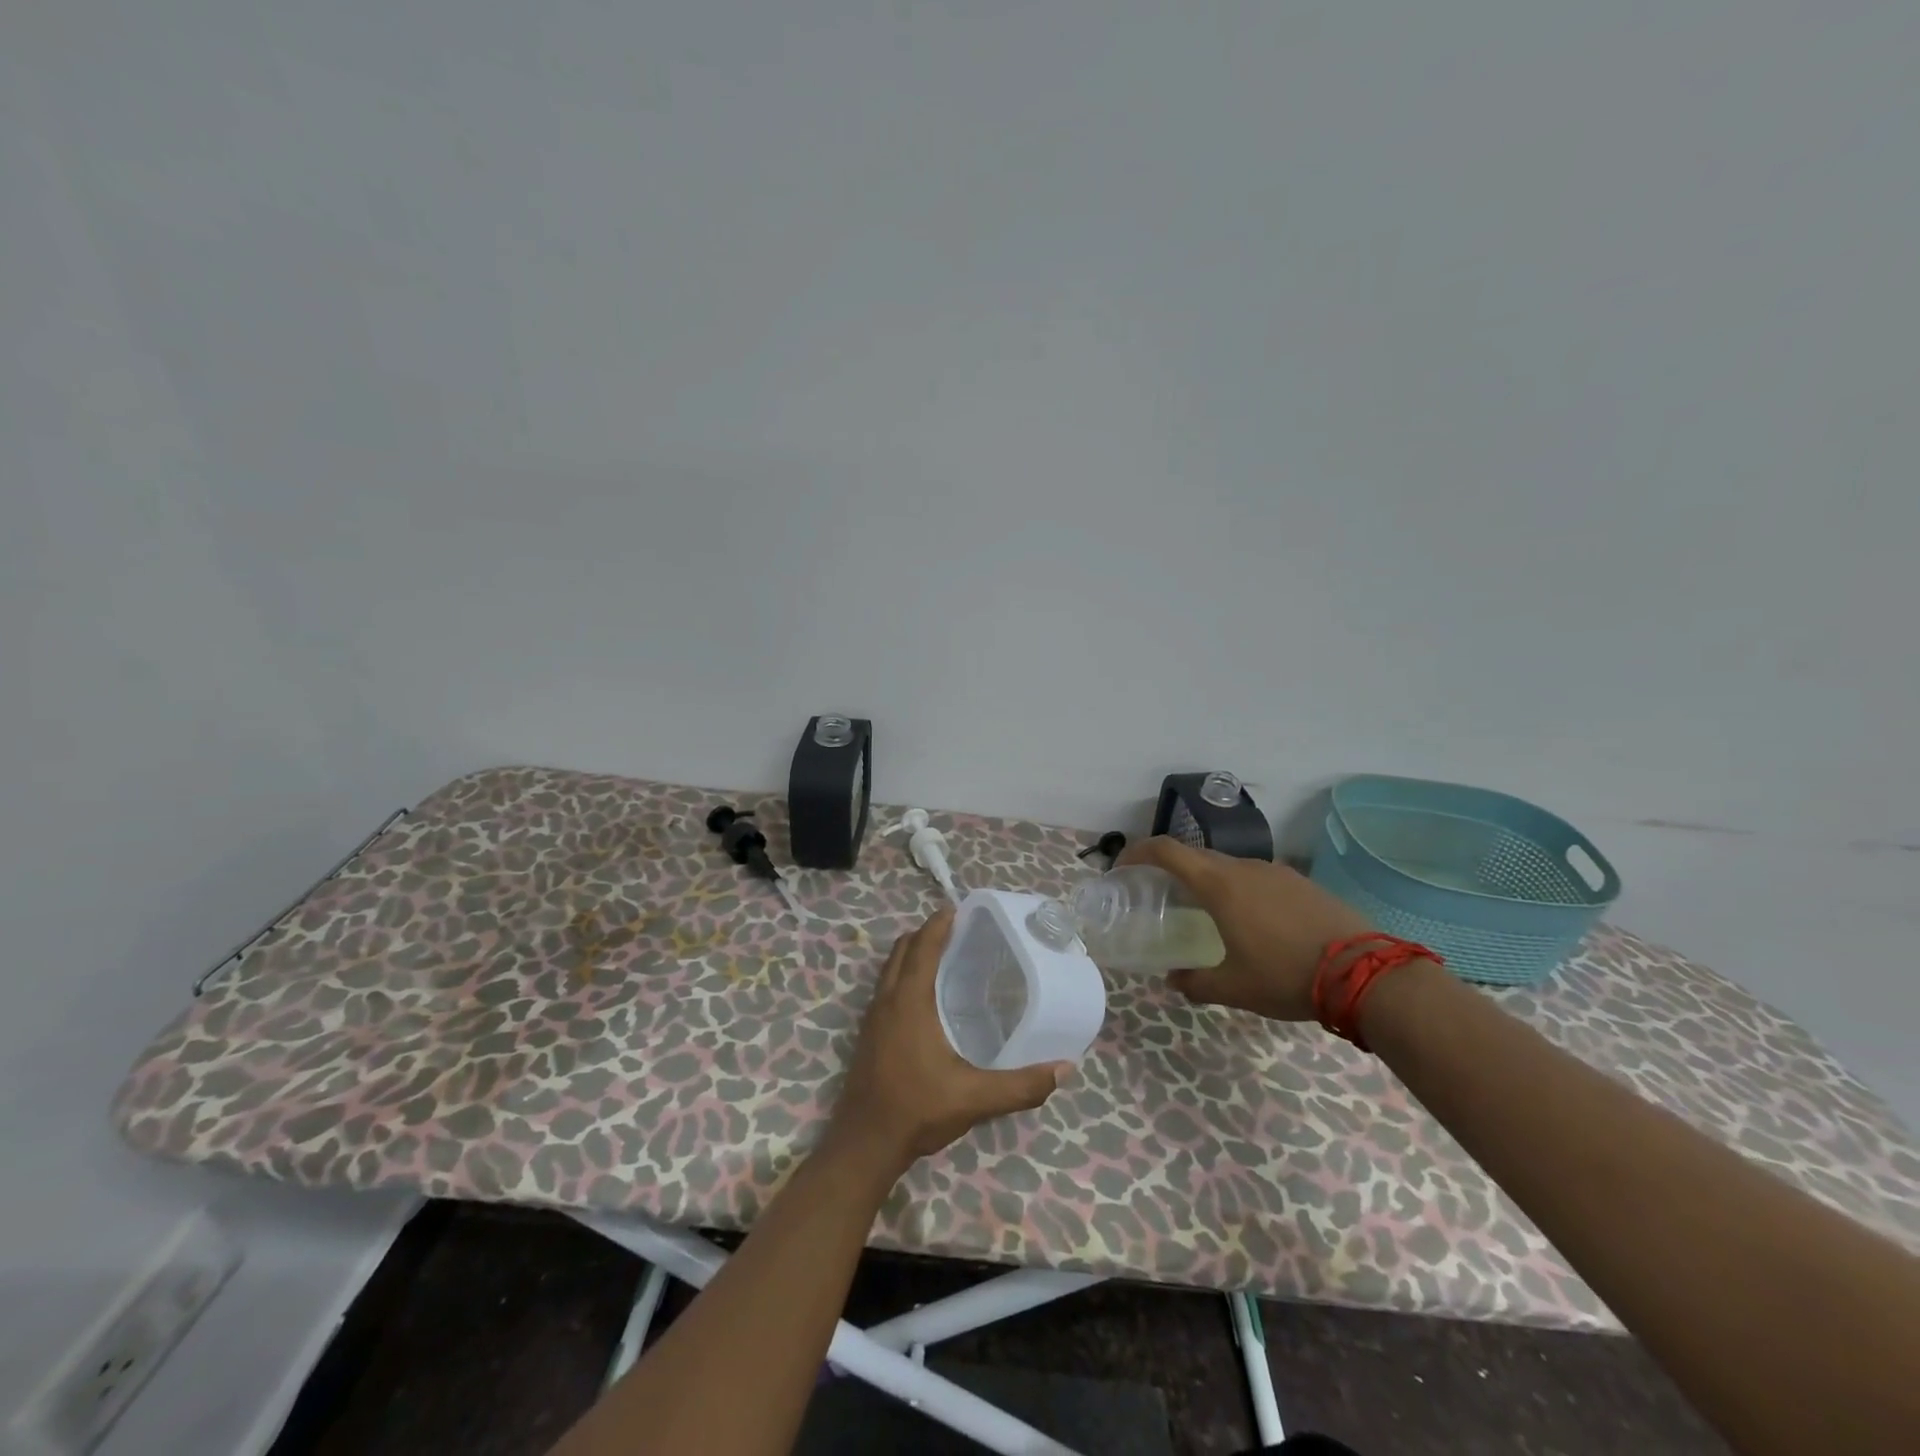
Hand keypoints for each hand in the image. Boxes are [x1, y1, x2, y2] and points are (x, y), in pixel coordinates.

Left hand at [830, 908, 1066, 1172]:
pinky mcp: (867, 1034)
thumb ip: (1021, 1085)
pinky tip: (923, 997)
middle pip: (902, 950)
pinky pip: (885, 988)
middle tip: (955, 929)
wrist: (864, 1144)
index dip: (938, 924)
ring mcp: (872, 1017)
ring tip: (941, 954)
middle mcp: (887, 1000)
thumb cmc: (917, 1109)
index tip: (957, 908)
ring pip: (889, 968)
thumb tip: (1065, 1070)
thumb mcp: (975, 1098)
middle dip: (925, 933)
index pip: (922, 947)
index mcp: (909, 1002)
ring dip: (911, 953)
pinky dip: (902, 975)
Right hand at [1119, 836, 1377, 1020]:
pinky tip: (1251, 920)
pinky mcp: (1300, 882)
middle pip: (1196, 855)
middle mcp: (1244, 868)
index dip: (1138, 852)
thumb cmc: (1287, 975)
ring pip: (1228, 866)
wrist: (1366, 973)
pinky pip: (1257, 877)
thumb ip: (1195, 983)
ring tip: (1206, 910)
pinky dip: (1239, 888)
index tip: (1123, 866)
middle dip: (1171, 868)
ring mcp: (1276, 871)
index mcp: (1219, 885)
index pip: (1167, 851)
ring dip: (1208, 880)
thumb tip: (1174, 981)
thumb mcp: (1235, 988)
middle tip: (1159, 892)